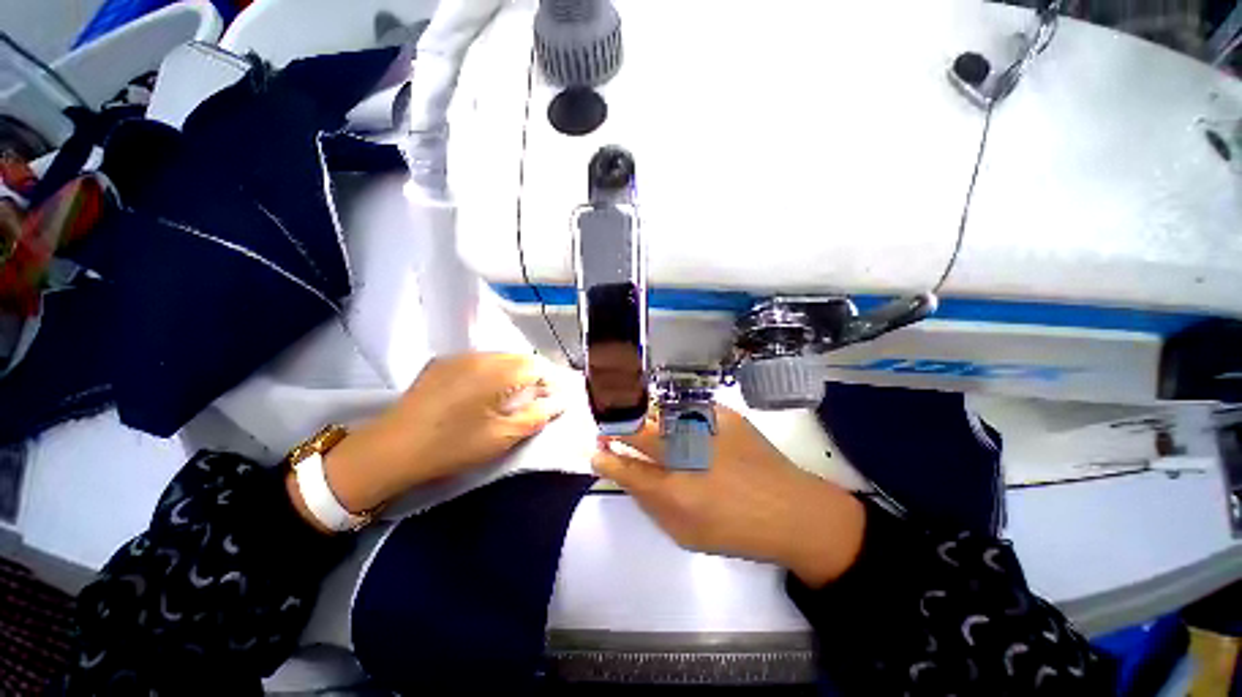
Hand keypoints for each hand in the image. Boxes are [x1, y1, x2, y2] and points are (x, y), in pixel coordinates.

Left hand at [318, 353, 564, 516]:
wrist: (390, 450)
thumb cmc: (451, 447)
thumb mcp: (501, 438)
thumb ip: (536, 416)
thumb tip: (558, 402)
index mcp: (496, 372)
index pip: (538, 366)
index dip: (553, 381)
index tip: (557, 399)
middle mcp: (480, 356)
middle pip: (521, 359)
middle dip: (536, 376)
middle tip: (538, 400)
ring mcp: (459, 357)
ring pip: (501, 358)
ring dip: (515, 373)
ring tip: (514, 397)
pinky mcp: (443, 363)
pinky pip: (480, 362)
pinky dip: (494, 373)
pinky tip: (486, 393)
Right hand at [591, 406, 865, 586]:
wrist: (792, 509)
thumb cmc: (735, 529)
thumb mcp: (684, 531)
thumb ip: (648, 500)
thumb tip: (624, 471)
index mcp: (675, 489)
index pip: (626, 465)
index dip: (606, 454)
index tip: (597, 448)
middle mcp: (686, 450)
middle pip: (637, 428)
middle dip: (617, 425)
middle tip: (609, 427)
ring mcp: (706, 425)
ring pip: (658, 412)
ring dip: (643, 416)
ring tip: (641, 422)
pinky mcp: (723, 411)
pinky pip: (685, 407)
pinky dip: (672, 413)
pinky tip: (676, 421)